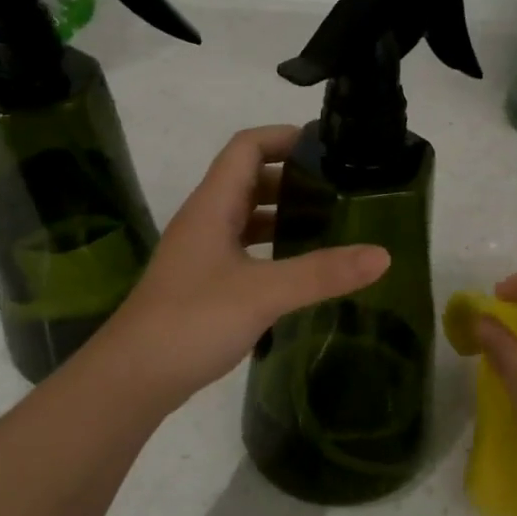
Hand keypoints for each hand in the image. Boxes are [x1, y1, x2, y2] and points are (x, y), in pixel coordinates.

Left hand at [99, 125, 389, 404]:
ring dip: (283, 214)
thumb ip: (322, 273)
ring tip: (330, 225)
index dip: (284, 137)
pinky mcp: (203, 284)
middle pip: (248, 179)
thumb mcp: (263, 293)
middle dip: (293, 178)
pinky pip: (244, 250)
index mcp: (212, 207)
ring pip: (246, 218)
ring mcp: (201, 255)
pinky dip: (273, 249)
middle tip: (341, 189)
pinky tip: (300, 269)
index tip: (328, 148)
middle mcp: (204, 222)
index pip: (246, 147)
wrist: (132, 378)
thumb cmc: (192, 322)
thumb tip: (383, 255)